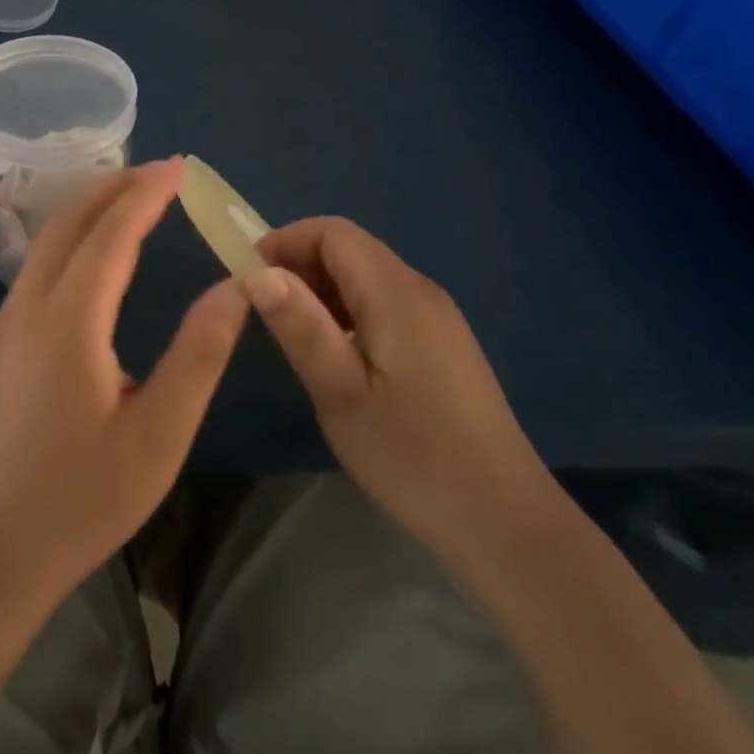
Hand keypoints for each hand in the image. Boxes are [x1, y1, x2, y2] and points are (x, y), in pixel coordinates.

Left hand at [0, 158, 248, 606]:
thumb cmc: (79, 500)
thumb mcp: (157, 436)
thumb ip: (198, 355)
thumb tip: (234, 289)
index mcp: (69, 322)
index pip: (112, 235)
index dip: (147, 195)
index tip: (180, 168)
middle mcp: (29, 308)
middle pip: (71, 224)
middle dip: (115, 189)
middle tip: (160, 172)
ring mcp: (6, 325)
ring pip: (48, 243)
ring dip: (90, 210)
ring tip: (131, 198)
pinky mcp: (0, 344)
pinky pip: (38, 267)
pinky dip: (72, 239)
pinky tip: (92, 254)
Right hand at [247, 218, 560, 575]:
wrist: (505, 521)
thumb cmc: (414, 458)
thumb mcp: (341, 395)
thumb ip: (301, 327)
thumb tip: (258, 273)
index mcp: (396, 294)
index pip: (334, 232)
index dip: (285, 241)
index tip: (248, 277)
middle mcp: (420, 291)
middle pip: (351, 249)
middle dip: (299, 265)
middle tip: (263, 311)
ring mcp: (438, 317)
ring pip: (367, 276)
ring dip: (322, 290)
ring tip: (292, 335)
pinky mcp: (443, 343)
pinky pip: (384, 303)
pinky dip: (348, 310)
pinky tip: (336, 355)